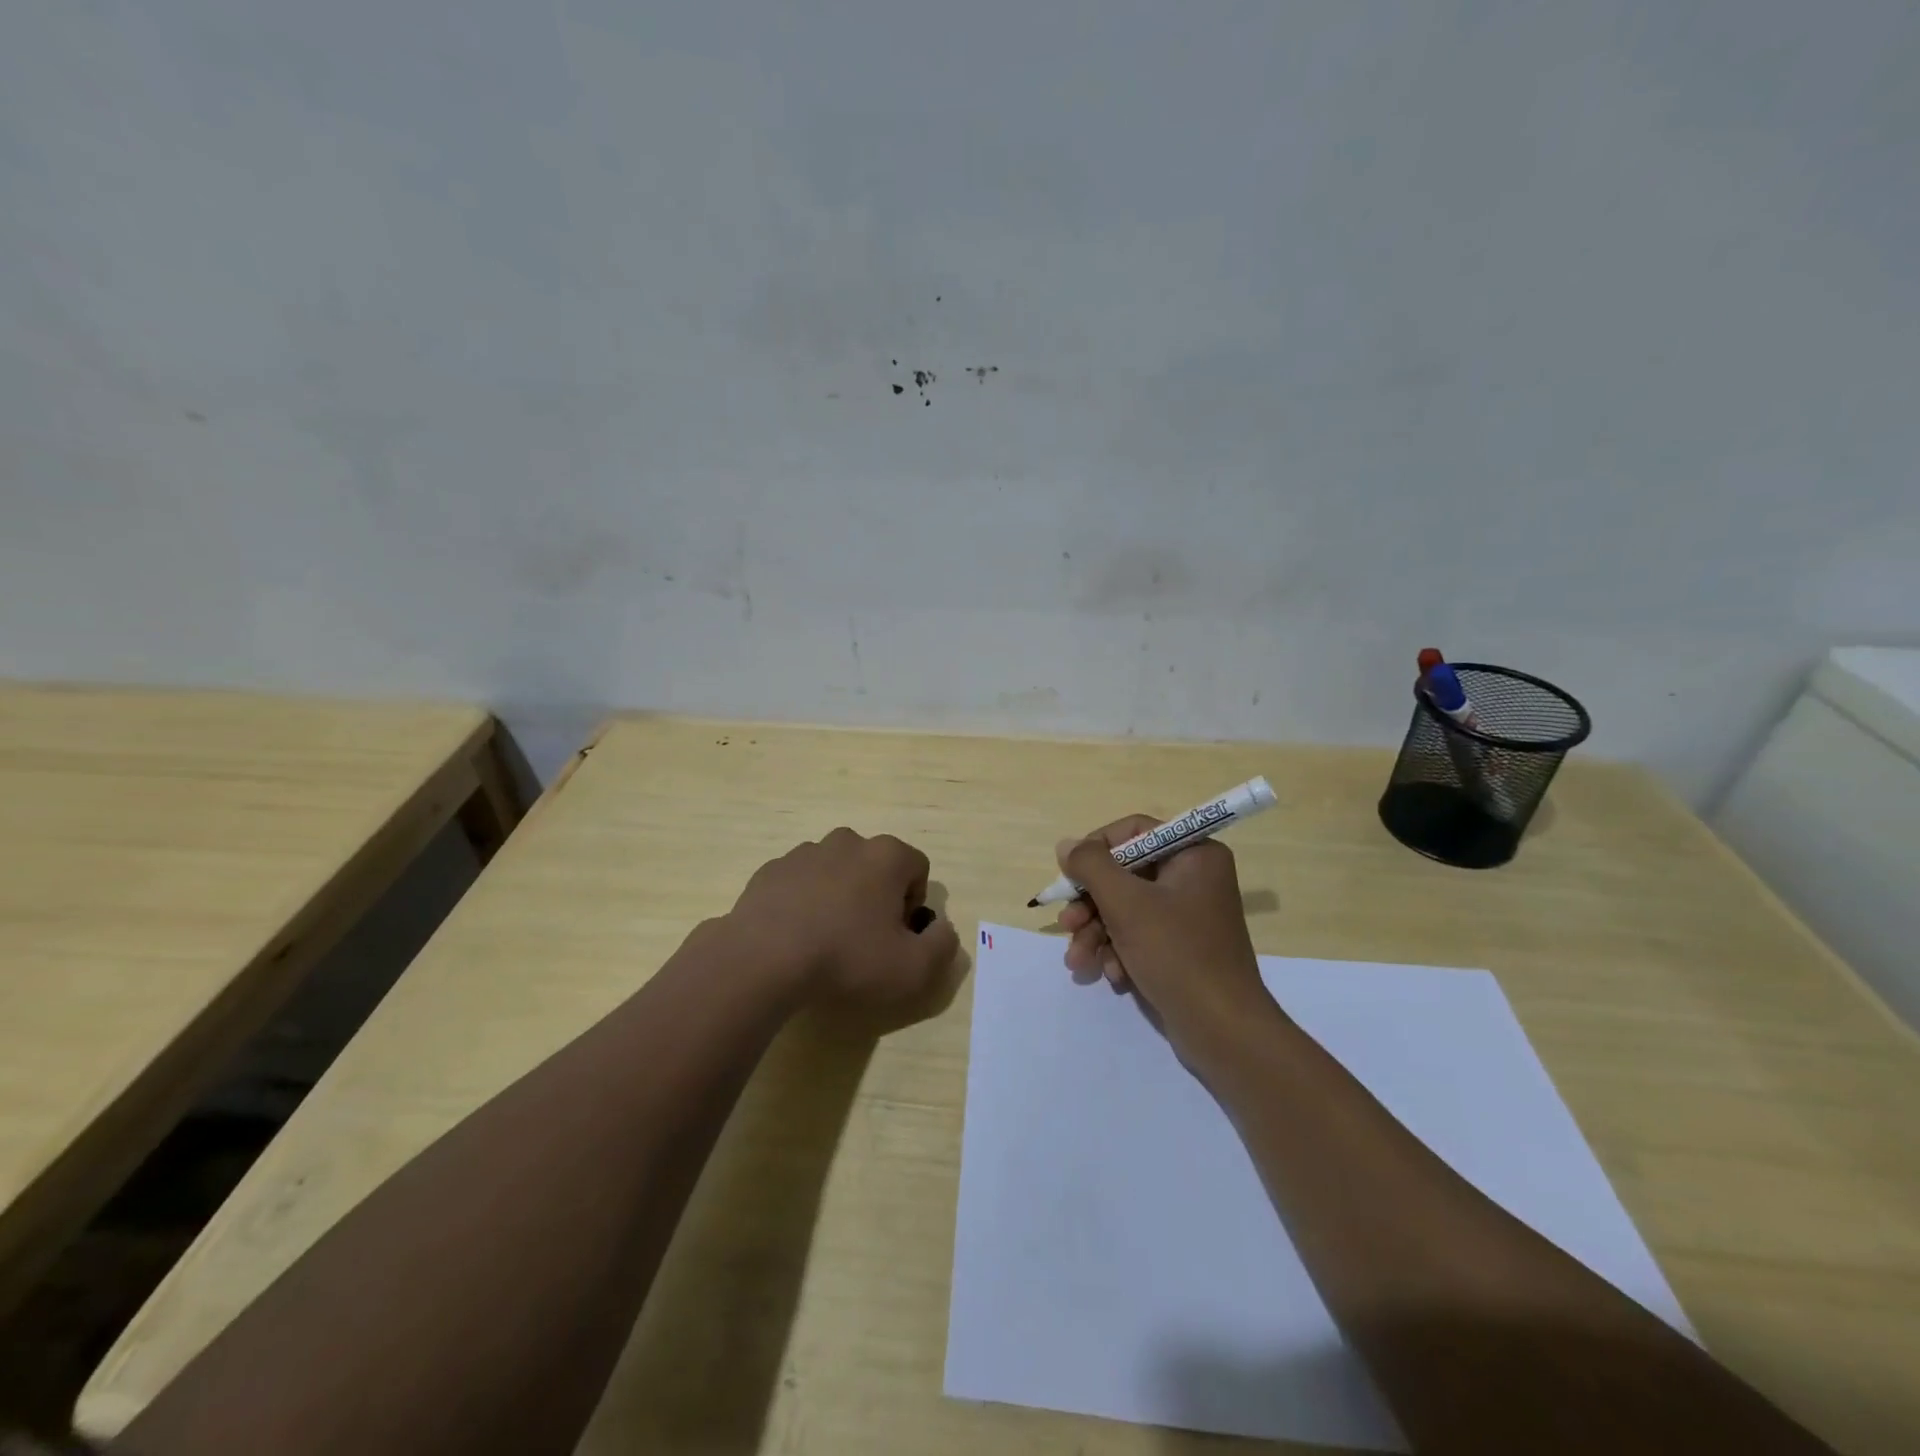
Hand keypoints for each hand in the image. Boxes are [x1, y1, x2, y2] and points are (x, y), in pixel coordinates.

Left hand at [725, 827, 961, 1023]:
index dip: (914, 904)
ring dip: (839, 897)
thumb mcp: (913, 969)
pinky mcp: (770, 870)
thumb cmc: (847, 959)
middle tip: (865, 940)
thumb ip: (942, 946)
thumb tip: (943, 929)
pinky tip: (795, 937)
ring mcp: (804, 852)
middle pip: (876, 866)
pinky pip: (800, 883)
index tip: (897, 936)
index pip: (918, 868)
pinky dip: (804, 903)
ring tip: (826, 940)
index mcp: (886, 855)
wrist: (763, 960)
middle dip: (877, 896)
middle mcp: (847, 842)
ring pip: (836, 871)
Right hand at [1056, 815, 1276, 1051]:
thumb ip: (1091, 866)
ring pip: (1126, 908)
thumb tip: (1066, 845)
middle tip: (1066, 925)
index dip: (1096, 849)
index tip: (1070, 874)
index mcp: (1194, 854)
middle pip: (1125, 874)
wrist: (1222, 1030)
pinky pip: (1139, 935)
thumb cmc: (1176, 953)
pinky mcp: (1181, 947)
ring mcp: (1188, 915)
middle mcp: (1194, 878)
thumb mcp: (1126, 903)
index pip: (1134, 831)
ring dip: (1097, 933)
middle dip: (1090, 904)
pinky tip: (1111, 975)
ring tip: (1078, 961)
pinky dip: (1119, 951)